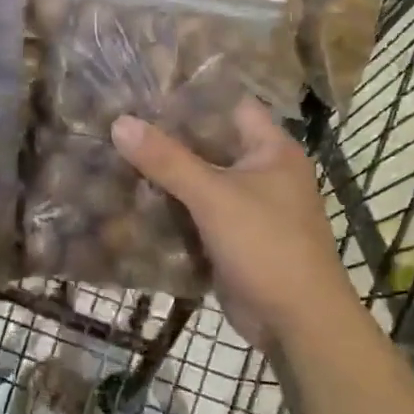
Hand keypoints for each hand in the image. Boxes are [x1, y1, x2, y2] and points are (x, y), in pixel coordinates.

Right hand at [111, 99, 354, 344]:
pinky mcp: (232, 238)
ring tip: (115, 153)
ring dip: (164, 175)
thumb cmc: (267, 246)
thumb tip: (119, 122)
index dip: (191, 95)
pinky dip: (169, 207)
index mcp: (272, 150)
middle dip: (167, 137)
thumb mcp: (214, 197)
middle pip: (209, 144)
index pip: (229, 105)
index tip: (145, 88)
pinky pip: (195, 213)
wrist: (298, 324)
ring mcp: (247, 207)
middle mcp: (262, 172)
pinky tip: (130, 198)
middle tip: (119, 121)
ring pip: (199, 180)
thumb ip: (167, 160)